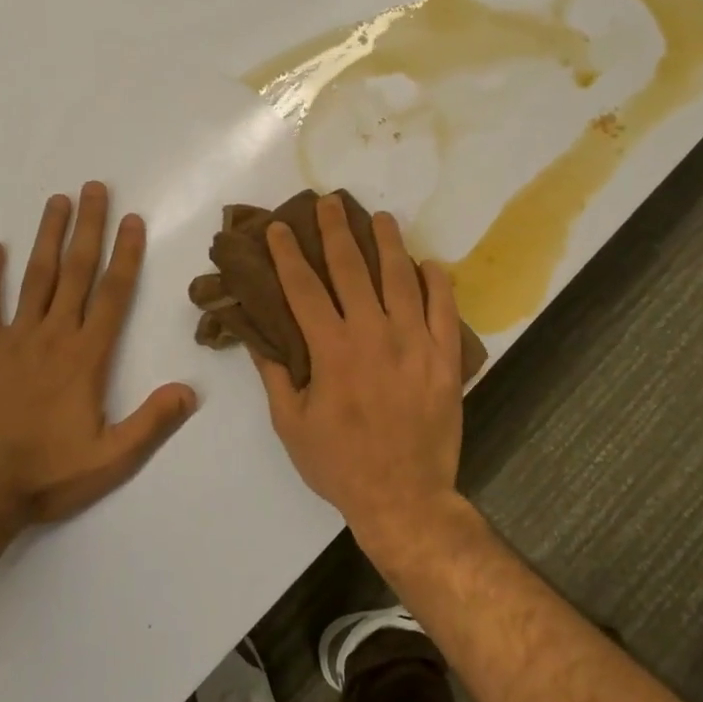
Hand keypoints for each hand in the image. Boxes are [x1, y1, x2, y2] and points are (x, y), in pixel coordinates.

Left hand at [0, 182, 197, 524]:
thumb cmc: (47, 474)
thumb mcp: (111, 459)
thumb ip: (151, 422)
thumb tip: (190, 391)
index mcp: (86, 356)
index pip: (113, 294)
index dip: (125, 254)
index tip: (132, 220)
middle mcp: (53, 336)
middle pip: (75, 271)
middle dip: (87, 228)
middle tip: (93, 188)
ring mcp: (12, 340)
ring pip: (34, 277)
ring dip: (47, 236)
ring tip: (57, 201)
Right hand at [254, 194, 467, 545]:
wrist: (405, 499)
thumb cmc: (340, 464)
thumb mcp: (292, 425)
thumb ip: (276, 374)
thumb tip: (257, 334)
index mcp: (332, 349)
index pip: (304, 287)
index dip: (289, 253)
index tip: (280, 227)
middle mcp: (373, 333)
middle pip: (351, 268)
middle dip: (336, 230)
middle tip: (330, 202)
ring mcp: (414, 342)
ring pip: (400, 278)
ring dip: (388, 243)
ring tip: (380, 218)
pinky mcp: (445, 357)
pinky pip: (445, 309)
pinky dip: (438, 282)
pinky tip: (430, 264)